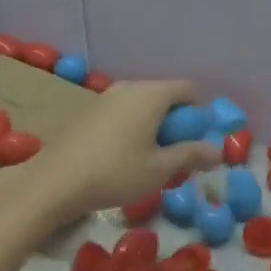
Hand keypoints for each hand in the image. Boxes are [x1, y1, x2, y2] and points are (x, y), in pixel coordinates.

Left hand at [10, 79, 220, 224]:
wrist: (54, 182)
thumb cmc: (116, 172)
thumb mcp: (160, 169)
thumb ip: (191, 155)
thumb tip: (217, 150)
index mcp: (151, 94)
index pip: (188, 89)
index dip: (199, 114)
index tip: (196, 142)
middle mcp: (129, 87)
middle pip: (165, 95)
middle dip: (176, 121)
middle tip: (175, 154)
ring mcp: (105, 97)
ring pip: (142, 104)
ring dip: (153, 125)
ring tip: (150, 158)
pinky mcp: (88, 111)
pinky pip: (122, 112)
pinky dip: (132, 127)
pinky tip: (123, 157)